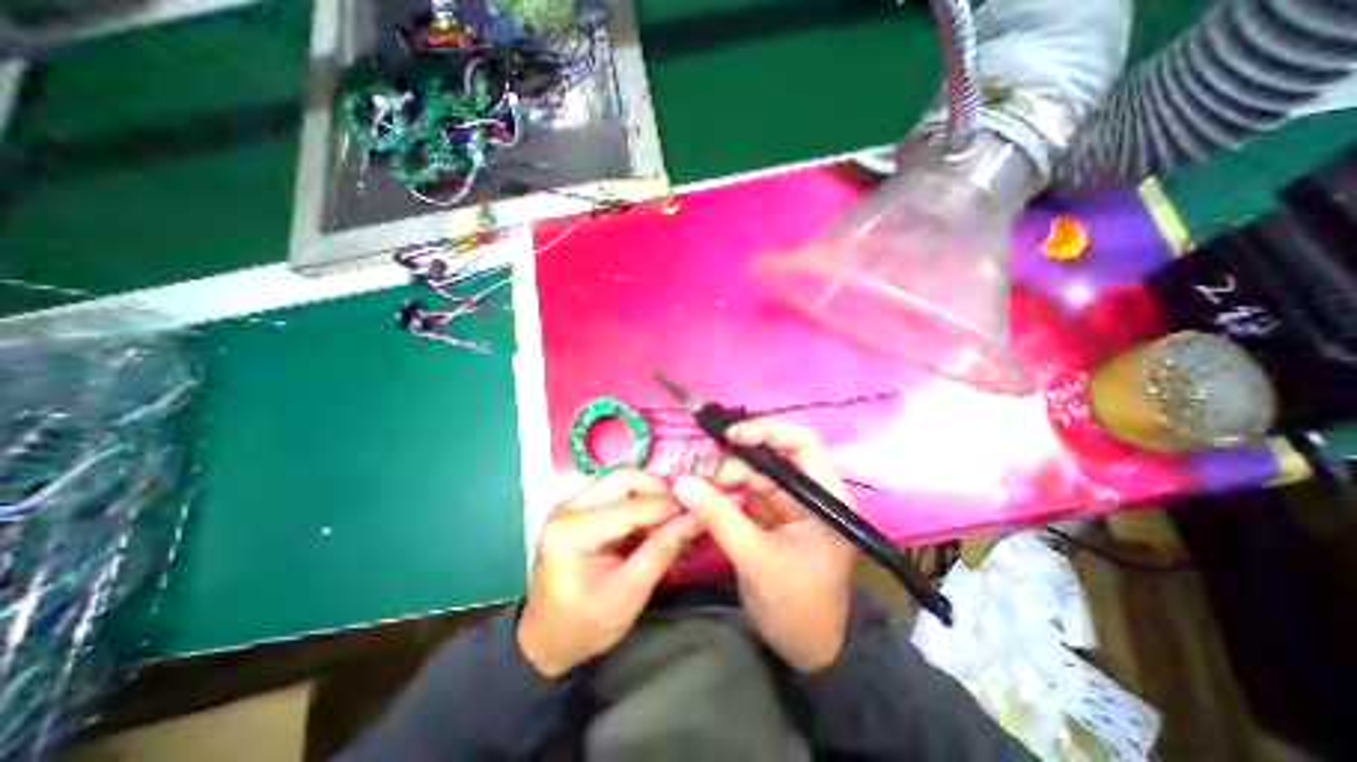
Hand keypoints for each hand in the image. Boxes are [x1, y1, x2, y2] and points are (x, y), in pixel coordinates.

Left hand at [508, 470, 698, 678]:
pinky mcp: (580, 509)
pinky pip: (617, 493)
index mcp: (572, 531)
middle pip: (624, 478)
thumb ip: (662, 551)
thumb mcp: (628, 594)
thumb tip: (695, 519)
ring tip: (673, 519)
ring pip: (622, 481)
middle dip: (659, 490)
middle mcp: (569, 507)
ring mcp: (573, 505)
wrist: (546, 640)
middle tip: (684, 511)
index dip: (668, 506)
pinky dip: (641, 503)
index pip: (630, 506)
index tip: (698, 513)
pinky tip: (656, 523)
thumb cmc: (583, 625)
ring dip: (651, 495)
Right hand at [673, 421, 849, 673]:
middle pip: (774, 456)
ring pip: (757, 472)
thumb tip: (682, 482)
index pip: (803, 443)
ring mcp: (793, 503)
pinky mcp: (776, 515)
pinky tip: (705, 495)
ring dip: (726, 475)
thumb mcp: (755, 560)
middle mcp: (812, 492)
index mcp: (826, 498)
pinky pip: (749, 491)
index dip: (767, 430)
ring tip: (697, 487)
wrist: (808, 649)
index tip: (730, 437)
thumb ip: (719, 517)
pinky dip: (726, 491)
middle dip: (736, 460)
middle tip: (701, 474)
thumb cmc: (796, 608)